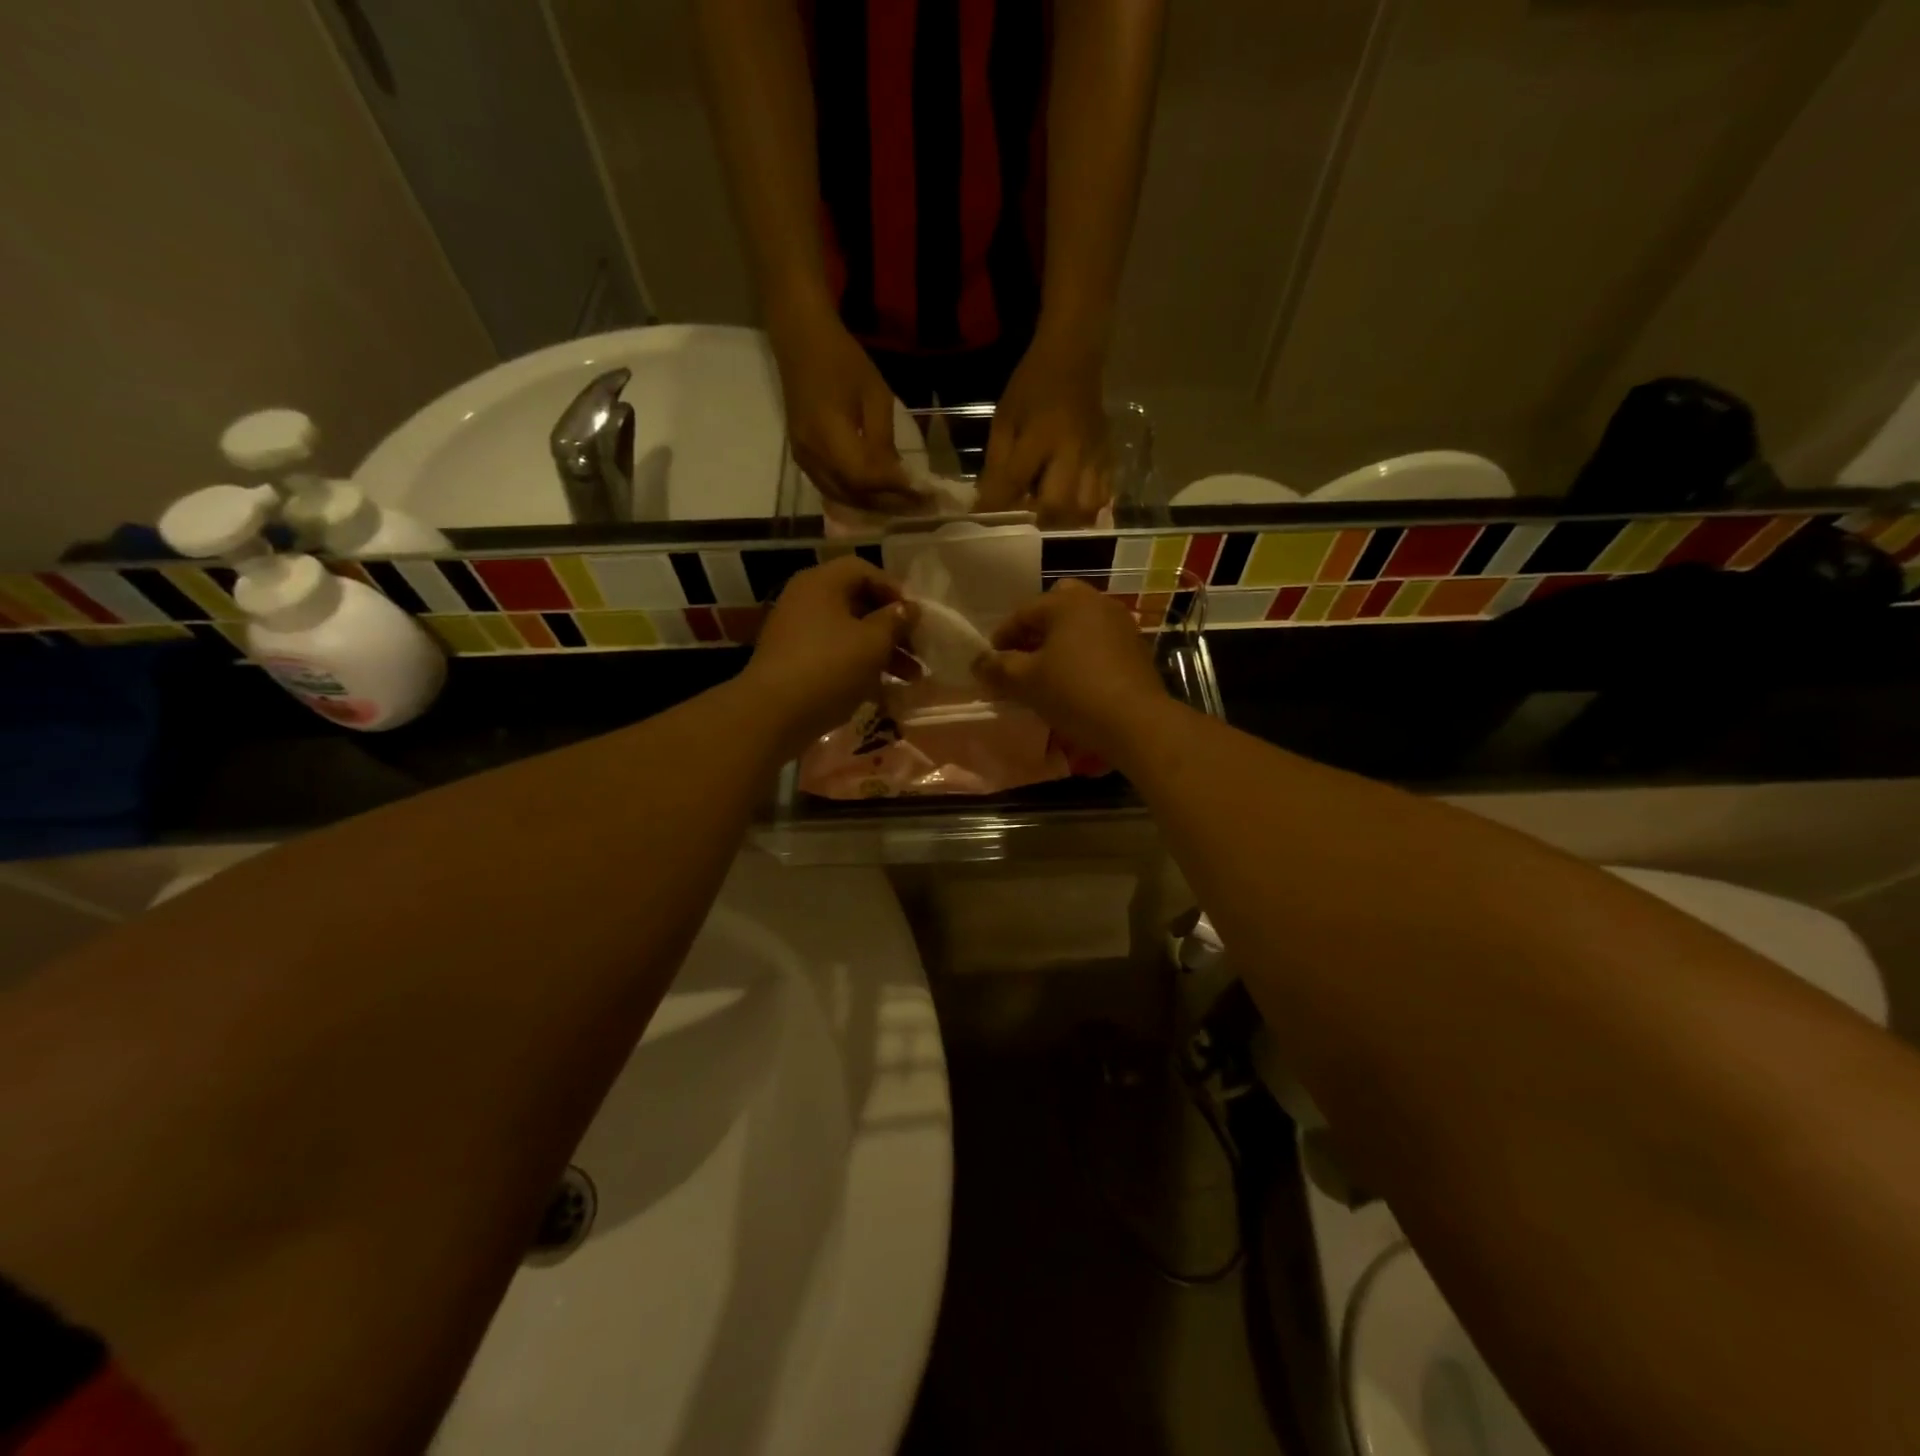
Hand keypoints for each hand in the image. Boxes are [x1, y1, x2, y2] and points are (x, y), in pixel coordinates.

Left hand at [740, 555, 914, 754]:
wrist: (773, 713)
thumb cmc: (829, 667)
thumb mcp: (873, 642)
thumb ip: (896, 621)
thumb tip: (909, 609)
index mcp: (822, 583)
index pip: (864, 570)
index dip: (894, 590)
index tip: (916, 618)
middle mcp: (806, 600)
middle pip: (858, 603)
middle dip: (893, 628)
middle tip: (919, 652)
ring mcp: (797, 631)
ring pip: (849, 633)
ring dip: (882, 651)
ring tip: (911, 678)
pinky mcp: (793, 661)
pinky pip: (834, 655)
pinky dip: (859, 666)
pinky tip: (882, 690)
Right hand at [767, 295, 922, 513]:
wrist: (800, 340)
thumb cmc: (843, 360)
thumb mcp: (876, 396)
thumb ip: (884, 441)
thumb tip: (899, 478)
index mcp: (830, 434)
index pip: (866, 478)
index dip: (895, 490)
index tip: (923, 495)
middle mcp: (813, 454)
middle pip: (853, 494)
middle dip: (888, 504)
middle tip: (918, 508)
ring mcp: (803, 458)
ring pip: (841, 497)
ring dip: (872, 506)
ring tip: (900, 507)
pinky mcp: (801, 457)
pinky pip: (830, 489)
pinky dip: (854, 498)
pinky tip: (874, 499)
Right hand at [973, 578, 1166, 758]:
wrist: (1136, 722)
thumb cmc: (1074, 693)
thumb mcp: (1026, 682)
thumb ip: (997, 668)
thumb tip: (978, 662)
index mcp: (1066, 603)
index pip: (1021, 613)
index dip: (1001, 638)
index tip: (990, 664)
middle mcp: (1096, 603)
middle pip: (1055, 608)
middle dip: (1034, 631)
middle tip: (1022, 659)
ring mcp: (1120, 624)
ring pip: (1079, 625)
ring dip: (1059, 642)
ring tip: (1046, 673)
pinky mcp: (1135, 648)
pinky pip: (1099, 642)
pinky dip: (1082, 654)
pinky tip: (1074, 681)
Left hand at [976, 337, 1111, 525]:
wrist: (1074, 357)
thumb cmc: (1033, 386)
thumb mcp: (1004, 419)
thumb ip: (997, 463)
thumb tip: (986, 504)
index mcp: (1041, 436)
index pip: (1015, 482)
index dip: (997, 506)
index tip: (985, 520)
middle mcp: (1073, 451)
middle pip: (1058, 506)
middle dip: (1038, 521)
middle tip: (1025, 520)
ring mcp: (1096, 457)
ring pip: (1086, 508)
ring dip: (1065, 520)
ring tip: (1050, 517)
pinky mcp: (1110, 458)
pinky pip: (1104, 497)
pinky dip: (1087, 510)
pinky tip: (1072, 508)